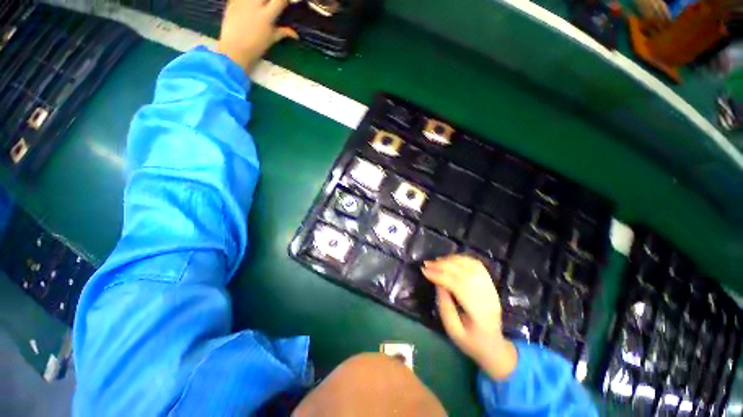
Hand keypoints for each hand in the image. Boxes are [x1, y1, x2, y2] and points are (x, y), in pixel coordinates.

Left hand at [216, 0, 297, 71]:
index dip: (283, 0)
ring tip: (259, 7)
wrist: (234, 49)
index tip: (284, 3)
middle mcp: (255, 5)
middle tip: (270, 6)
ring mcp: (242, 2)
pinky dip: (246, 1)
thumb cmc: (255, 47)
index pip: (279, 1)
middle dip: (270, 0)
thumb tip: (295, 34)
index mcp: (267, 16)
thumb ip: (283, 33)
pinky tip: (248, 6)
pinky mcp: (232, 2)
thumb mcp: (271, 40)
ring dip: (259, 1)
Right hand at [421, 255, 517, 379]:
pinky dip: (462, 259)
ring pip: (472, 266)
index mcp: (479, 313)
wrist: (494, 347)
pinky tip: (451, 260)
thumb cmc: (471, 342)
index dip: (440, 276)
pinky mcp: (490, 284)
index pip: (458, 286)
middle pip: (465, 273)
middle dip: (443, 266)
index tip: (424, 271)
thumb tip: (437, 283)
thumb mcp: (453, 331)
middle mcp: (488, 297)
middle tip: (427, 264)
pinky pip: (477, 265)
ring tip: (437, 261)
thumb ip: (445, 306)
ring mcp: (491, 289)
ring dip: (452, 260)